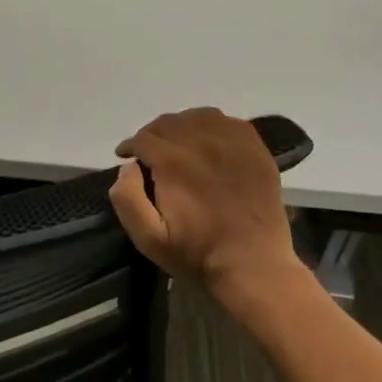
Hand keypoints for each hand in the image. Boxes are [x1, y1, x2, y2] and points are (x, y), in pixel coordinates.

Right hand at [108, 108, 307, 306]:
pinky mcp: (255, 149)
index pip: (143, 138)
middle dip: (152, 135)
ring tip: (178, 145)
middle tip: (149, 154)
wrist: (254, 265)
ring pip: (197, 117)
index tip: (126, 157)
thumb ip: (126, 198)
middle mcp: (202, 142)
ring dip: (181, 127)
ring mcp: (232, 143)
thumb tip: (128, 167)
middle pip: (168, 123)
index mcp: (173, 162)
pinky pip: (228, 122)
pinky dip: (212, 127)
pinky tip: (209, 143)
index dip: (130, 146)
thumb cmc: (197, 254)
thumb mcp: (148, 238)